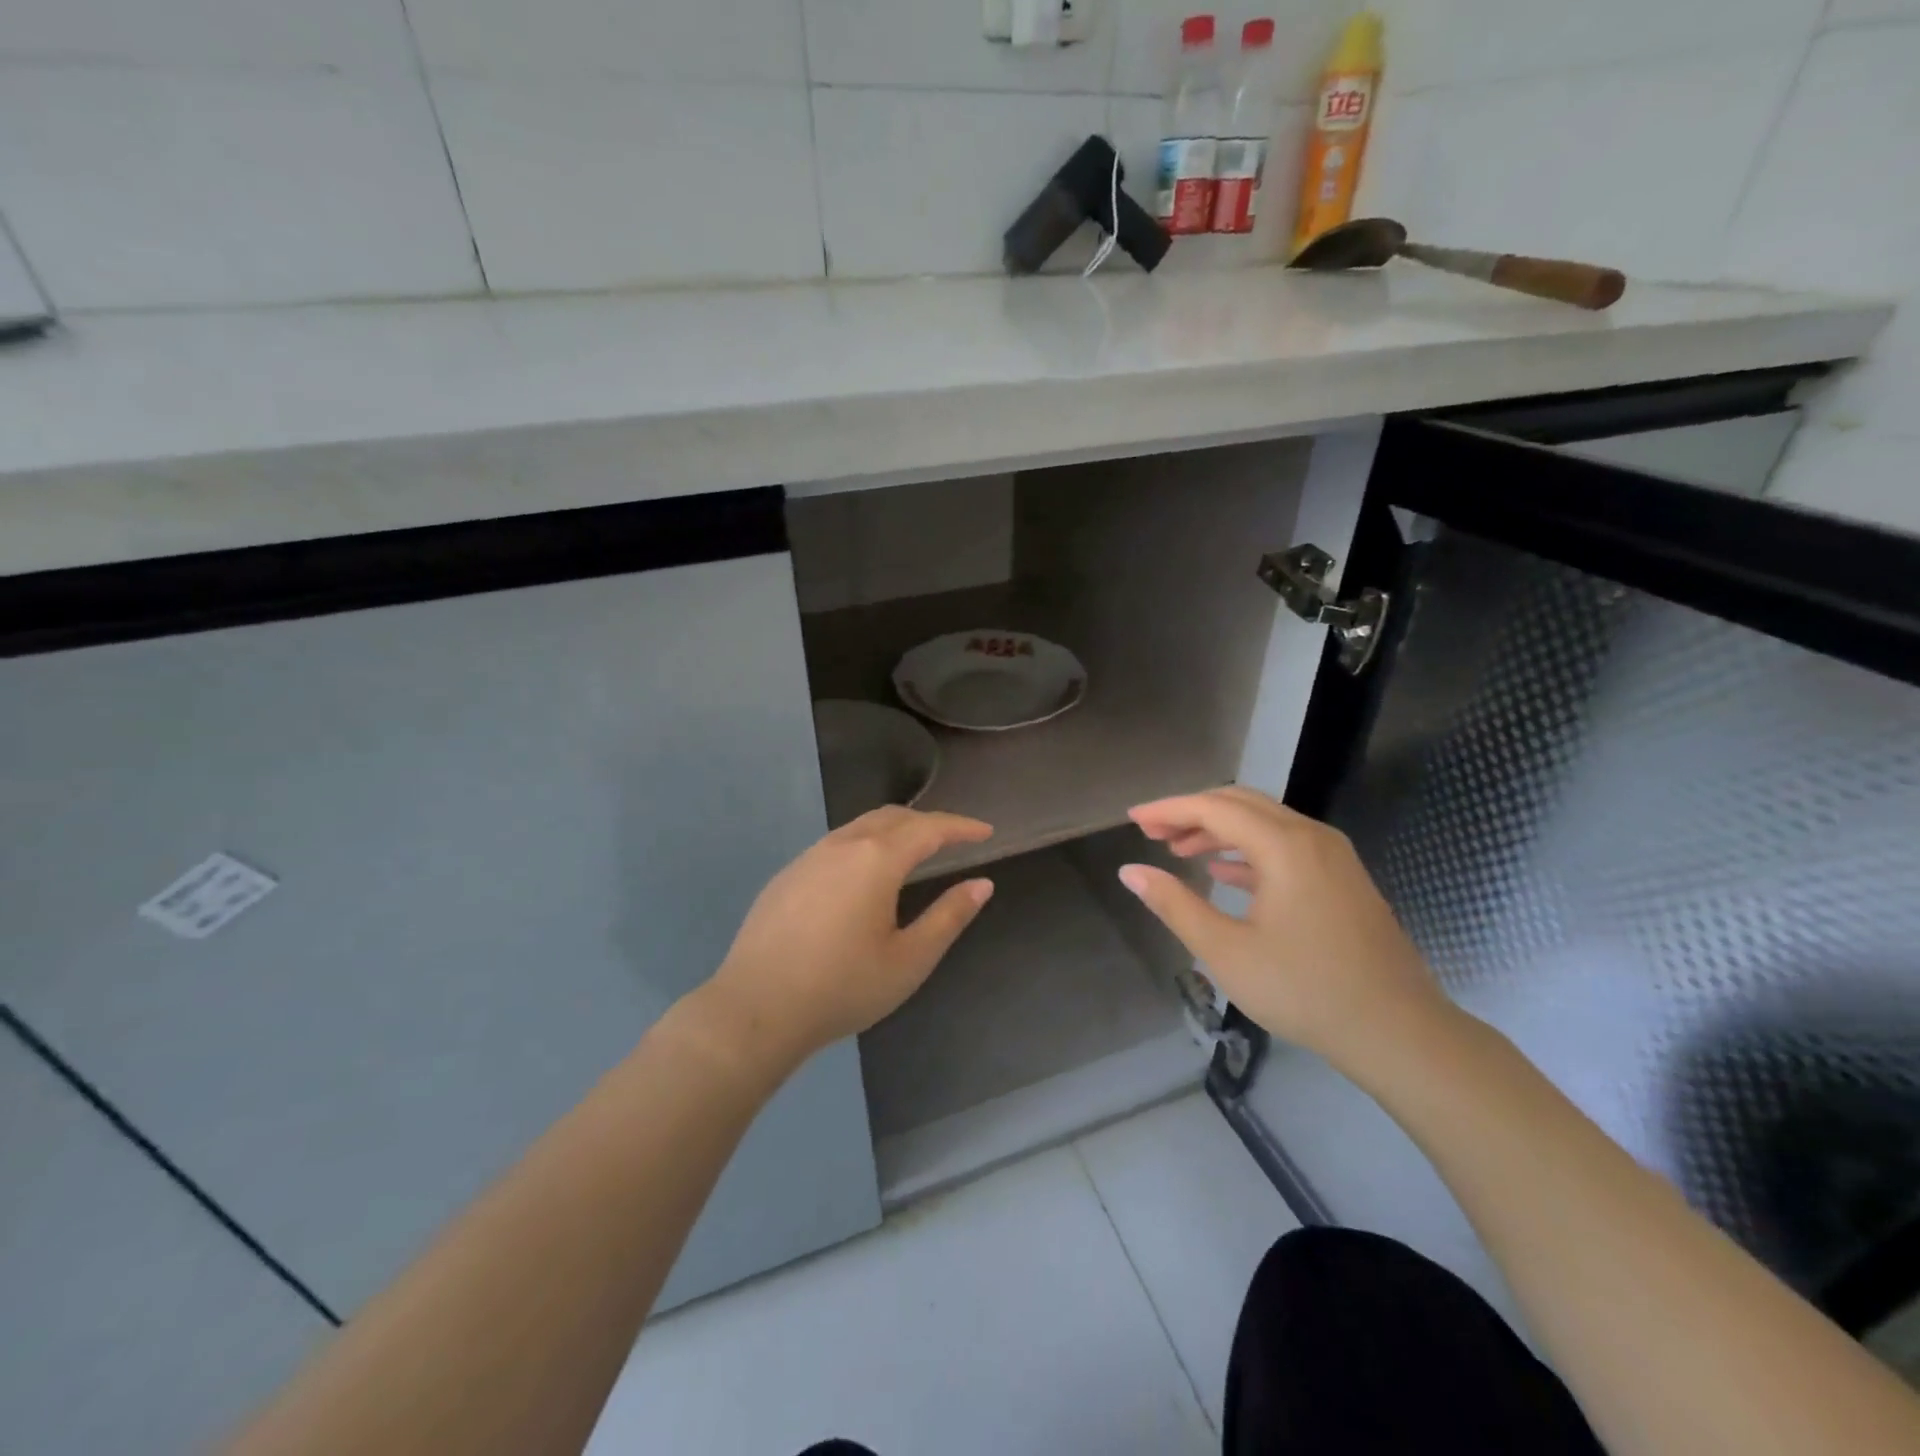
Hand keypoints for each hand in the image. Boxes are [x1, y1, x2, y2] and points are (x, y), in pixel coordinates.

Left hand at [699, 806, 994, 1071]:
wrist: (756, 1008)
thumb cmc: (843, 987)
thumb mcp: (909, 960)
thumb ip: (949, 917)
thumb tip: (981, 884)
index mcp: (877, 860)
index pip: (929, 829)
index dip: (961, 827)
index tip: (985, 831)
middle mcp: (842, 845)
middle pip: (894, 817)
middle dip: (928, 823)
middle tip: (953, 839)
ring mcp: (809, 857)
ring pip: (860, 826)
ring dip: (894, 830)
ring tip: (913, 851)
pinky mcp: (787, 875)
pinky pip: (835, 844)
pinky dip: (864, 844)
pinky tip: (863, 875)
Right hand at [1120, 787, 1450, 1072]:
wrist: (1399, 1031)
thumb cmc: (1305, 990)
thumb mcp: (1226, 951)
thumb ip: (1174, 904)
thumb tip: (1130, 871)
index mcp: (1284, 846)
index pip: (1213, 808)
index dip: (1168, 809)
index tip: (1133, 818)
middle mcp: (1311, 836)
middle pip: (1240, 804)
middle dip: (1191, 813)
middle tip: (1151, 833)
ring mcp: (1333, 856)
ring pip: (1264, 823)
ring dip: (1218, 830)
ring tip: (1179, 850)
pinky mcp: (1342, 879)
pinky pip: (1285, 845)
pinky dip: (1247, 850)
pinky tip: (1222, 872)